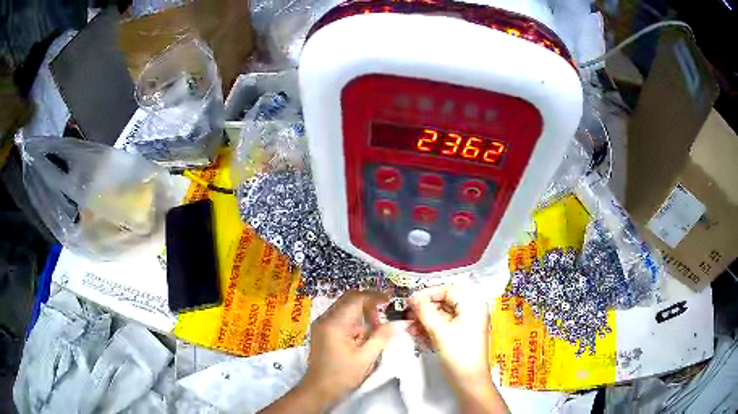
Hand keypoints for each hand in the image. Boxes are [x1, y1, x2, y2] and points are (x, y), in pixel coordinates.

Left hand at [300, 290, 395, 406]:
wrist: (318, 389)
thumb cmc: (342, 375)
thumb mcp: (366, 357)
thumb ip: (382, 337)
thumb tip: (400, 323)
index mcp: (335, 323)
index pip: (356, 299)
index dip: (375, 296)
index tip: (390, 300)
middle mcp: (326, 319)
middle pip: (349, 299)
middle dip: (368, 303)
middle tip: (384, 313)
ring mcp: (322, 324)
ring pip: (344, 308)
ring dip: (362, 313)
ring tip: (376, 327)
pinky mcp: (322, 331)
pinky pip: (340, 318)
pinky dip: (354, 321)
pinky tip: (363, 335)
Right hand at [409, 284, 490, 383]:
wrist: (469, 381)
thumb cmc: (458, 354)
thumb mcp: (440, 331)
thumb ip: (425, 312)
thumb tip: (413, 298)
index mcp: (472, 305)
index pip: (448, 290)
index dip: (428, 294)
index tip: (410, 302)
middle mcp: (471, 310)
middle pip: (445, 302)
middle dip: (425, 309)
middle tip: (408, 315)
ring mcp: (466, 323)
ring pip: (442, 315)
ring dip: (425, 319)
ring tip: (410, 327)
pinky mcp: (461, 335)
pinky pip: (444, 325)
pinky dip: (431, 328)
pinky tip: (418, 334)